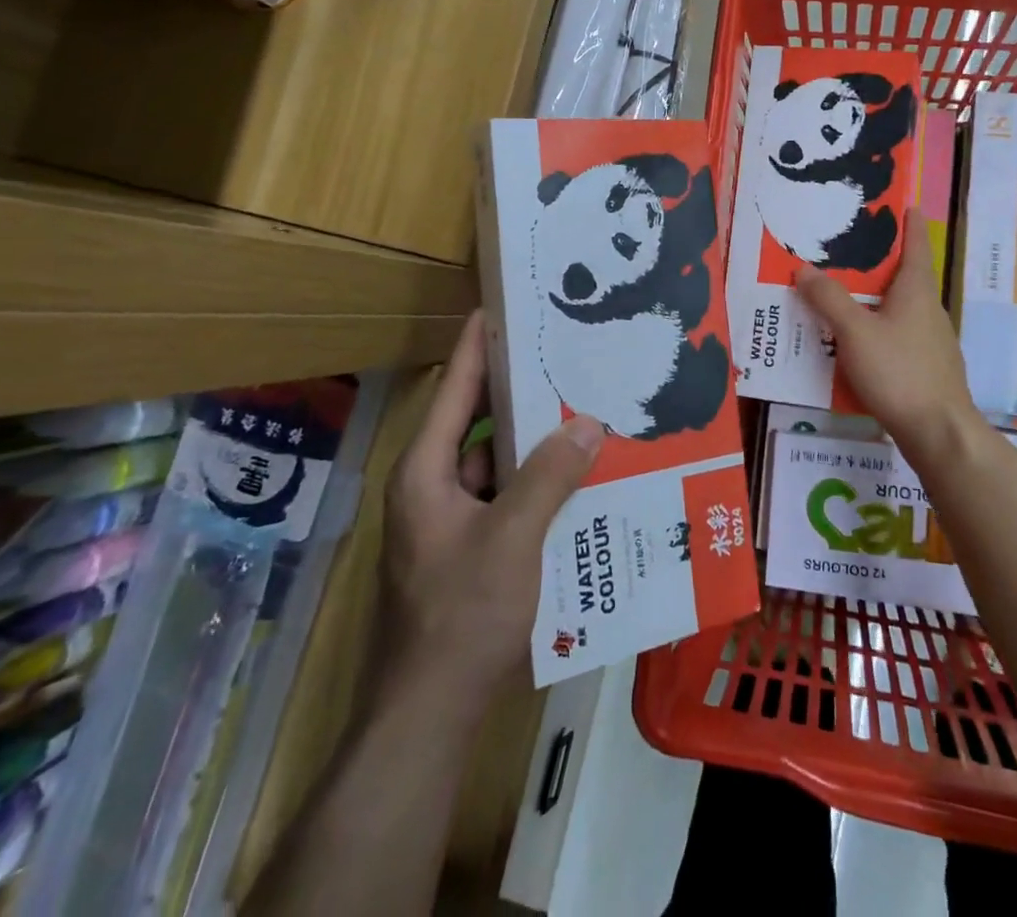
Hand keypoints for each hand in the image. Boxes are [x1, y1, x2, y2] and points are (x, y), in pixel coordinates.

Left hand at [374, 312, 602, 703]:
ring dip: (535, 443)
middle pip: (479, 420)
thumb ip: (551, 475)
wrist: (429, 714)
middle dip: (521, 390)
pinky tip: (579, 478)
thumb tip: (589, 422)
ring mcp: (449, 519)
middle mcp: (433, 484)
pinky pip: (505, 497)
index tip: (504, 303)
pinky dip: (536, 484)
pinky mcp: (468, 547)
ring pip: (497, 462)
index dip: (478, 342)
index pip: (454, 386)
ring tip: (584, 409)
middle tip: (567, 356)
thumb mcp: (513, 537)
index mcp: (427, 469)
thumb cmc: (462, 614)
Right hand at [795, 207, 978, 461]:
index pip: (916, 248)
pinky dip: (882, 327)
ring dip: (880, 298)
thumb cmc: (899, 372)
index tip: (909, 204)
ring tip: (849, 295)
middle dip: (884, 263)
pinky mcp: (929, 368)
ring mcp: (933, 342)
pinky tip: (861, 343)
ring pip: (903, 309)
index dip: (911, 225)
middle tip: (854, 251)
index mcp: (916, 293)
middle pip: (908, 278)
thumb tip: (803, 268)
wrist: (938, 432)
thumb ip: (829, 299)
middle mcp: (930, 311)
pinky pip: (901, 335)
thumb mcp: (855, 332)